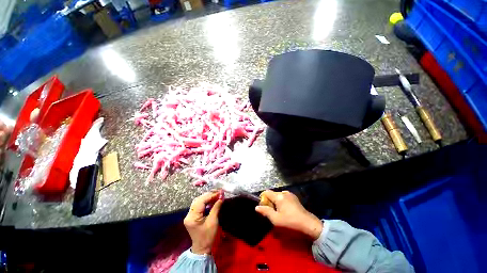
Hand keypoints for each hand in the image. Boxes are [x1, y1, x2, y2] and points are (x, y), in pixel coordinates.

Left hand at [184, 191, 222, 254]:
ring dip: (208, 197)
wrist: (202, 248)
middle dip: (209, 195)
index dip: (211, 195)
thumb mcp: (213, 222)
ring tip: (216, 195)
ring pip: (198, 201)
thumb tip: (221, 197)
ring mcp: (190, 215)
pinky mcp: (192, 216)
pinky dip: (206, 201)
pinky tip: (212, 200)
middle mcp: (189, 214)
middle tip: (219, 192)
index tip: (220, 192)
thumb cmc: (208, 237)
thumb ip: (216, 208)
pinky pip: (199, 205)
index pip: (201, 201)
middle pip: (199, 200)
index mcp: (192, 217)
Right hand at [255, 190, 322, 239]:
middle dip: (269, 200)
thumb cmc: (290, 222)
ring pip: (278, 195)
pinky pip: (284, 196)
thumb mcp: (276, 219)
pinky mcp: (294, 197)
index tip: (263, 206)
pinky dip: (281, 201)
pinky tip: (285, 209)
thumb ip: (265, 212)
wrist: (308, 224)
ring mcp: (290, 194)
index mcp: (278, 196)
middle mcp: (284, 192)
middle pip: (272, 193)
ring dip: (276, 201)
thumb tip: (257, 207)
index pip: (267, 192)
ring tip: (278, 211)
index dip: (263, 198)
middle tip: (271, 211)